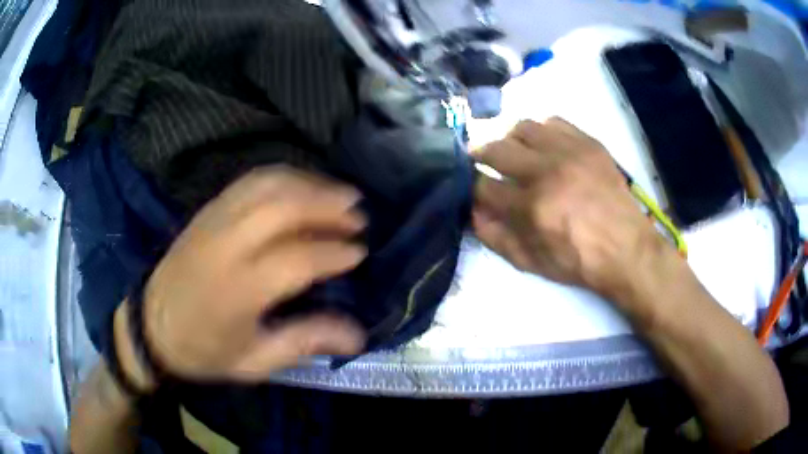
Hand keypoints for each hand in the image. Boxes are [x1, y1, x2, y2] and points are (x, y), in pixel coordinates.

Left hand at [136, 166, 366, 382]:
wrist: (151, 327)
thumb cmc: (203, 350)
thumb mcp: (254, 362)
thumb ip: (304, 342)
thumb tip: (358, 335)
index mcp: (237, 290)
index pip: (296, 259)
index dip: (333, 252)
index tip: (360, 253)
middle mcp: (225, 245)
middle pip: (283, 207)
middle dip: (327, 205)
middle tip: (359, 214)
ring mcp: (213, 221)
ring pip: (267, 185)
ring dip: (309, 183)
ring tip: (340, 193)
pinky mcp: (207, 210)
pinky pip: (250, 181)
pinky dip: (283, 177)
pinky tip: (303, 184)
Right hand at [473, 118, 670, 304]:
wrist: (626, 248)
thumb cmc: (578, 261)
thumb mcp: (530, 263)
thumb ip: (495, 237)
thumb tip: (472, 211)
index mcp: (531, 208)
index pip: (482, 185)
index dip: (472, 187)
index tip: (475, 187)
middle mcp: (547, 172)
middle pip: (495, 148)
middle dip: (480, 155)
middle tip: (480, 160)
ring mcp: (569, 152)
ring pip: (522, 127)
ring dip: (510, 138)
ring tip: (514, 150)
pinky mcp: (588, 143)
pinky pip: (553, 121)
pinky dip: (541, 131)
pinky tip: (543, 145)